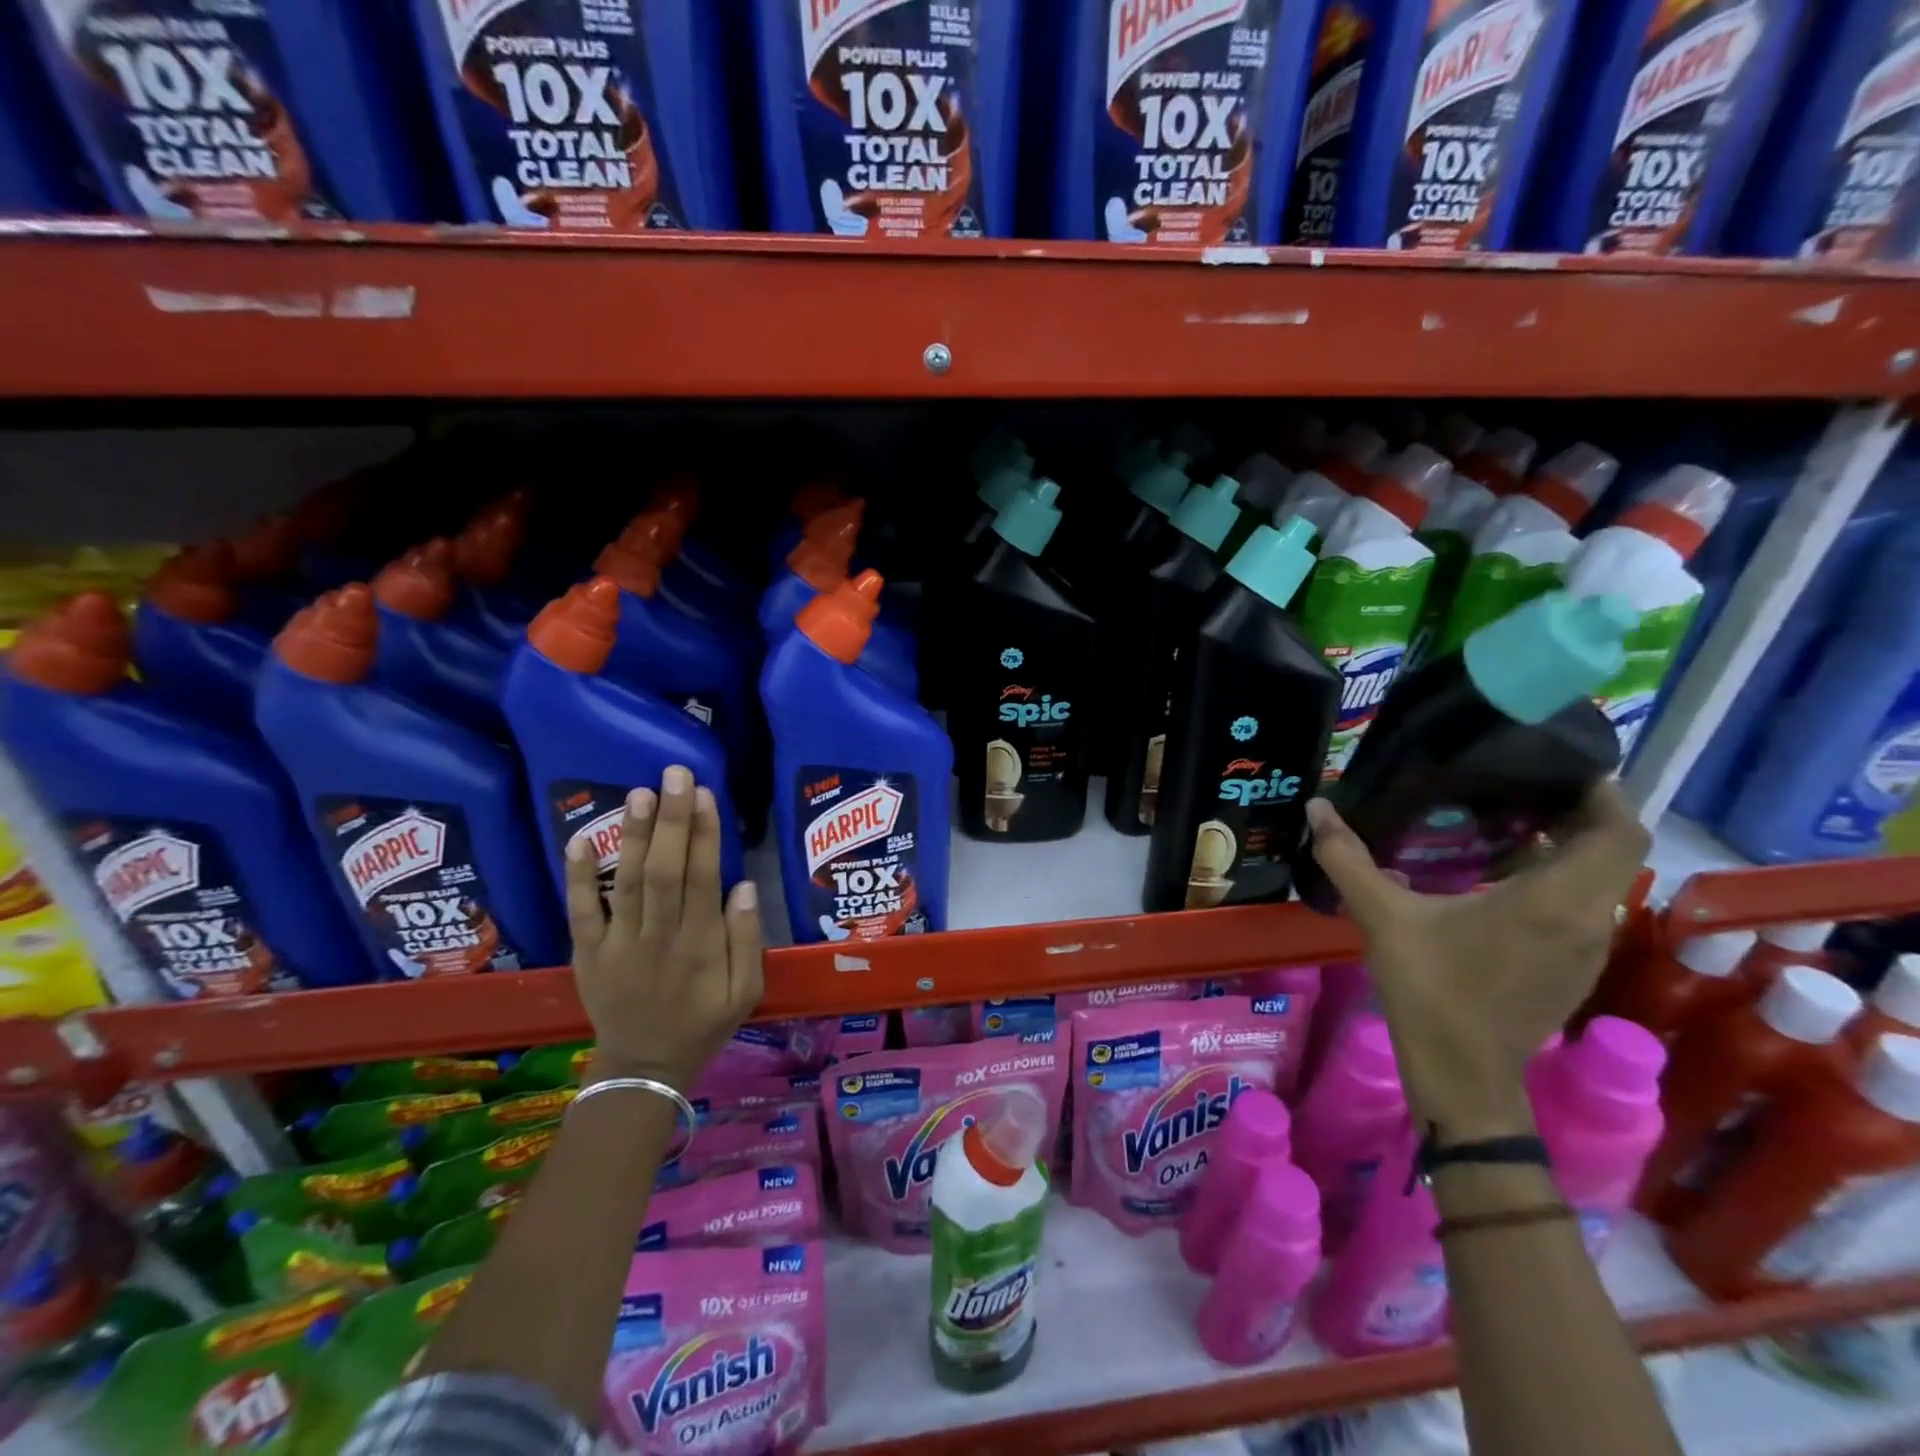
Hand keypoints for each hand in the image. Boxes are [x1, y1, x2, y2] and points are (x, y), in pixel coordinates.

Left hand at [564, 765, 761, 1090]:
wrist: (644, 1067)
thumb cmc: (703, 1023)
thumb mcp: (747, 991)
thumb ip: (747, 940)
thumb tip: (743, 886)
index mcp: (700, 945)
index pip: (703, 879)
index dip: (705, 835)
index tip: (705, 794)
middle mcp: (659, 937)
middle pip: (665, 871)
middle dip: (671, 820)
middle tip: (674, 774)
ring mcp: (618, 944)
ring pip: (626, 882)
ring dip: (633, 835)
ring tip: (639, 792)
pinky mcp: (588, 952)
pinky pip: (580, 911)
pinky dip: (577, 876)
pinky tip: (579, 839)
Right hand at [1304, 783, 1648, 1141]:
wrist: (1463, 1073)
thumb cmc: (1431, 989)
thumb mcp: (1381, 916)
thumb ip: (1347, 858)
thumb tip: (1316, 807)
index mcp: (1554, 900)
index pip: (1617, 829)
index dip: (1601, 789)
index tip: (1556, 761)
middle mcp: (1589, 918)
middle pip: (1615, 847)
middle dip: (1578, 810)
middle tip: (1520, 782)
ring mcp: (1588, 946)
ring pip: (1602, 878)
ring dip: (1569, 845)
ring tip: (1507, 819)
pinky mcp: (1576, 966)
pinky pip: (1584, 904)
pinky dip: (1559, 877)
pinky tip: (1500, 876)